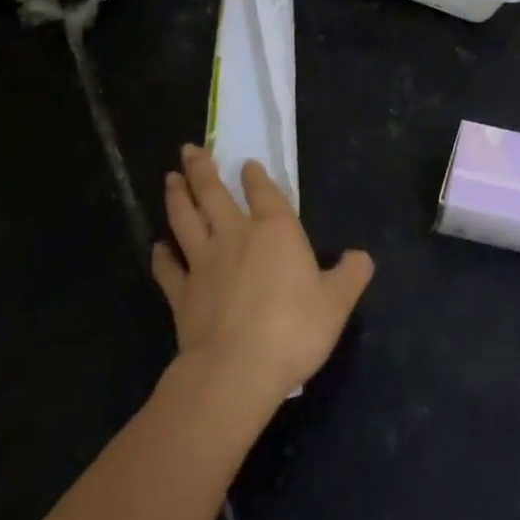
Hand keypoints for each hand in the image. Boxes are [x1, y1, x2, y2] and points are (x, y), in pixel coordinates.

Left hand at [153, 146, 373, 405]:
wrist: (236, 370)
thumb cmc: (293, 329)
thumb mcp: (336, 302)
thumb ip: (350, 275)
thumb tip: (362, 257)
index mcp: (275, 230)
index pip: (263, 192)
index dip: (255, 176)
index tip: (247, 163)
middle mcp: (236, 236)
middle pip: (213, 194)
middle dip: (202, 169)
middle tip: (190, 149)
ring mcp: (204, 263)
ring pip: (185, 220)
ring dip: (177, 197)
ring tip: (170, 178)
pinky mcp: (181, 294)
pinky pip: (168, 269)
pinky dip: (161, 257)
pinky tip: (157, 248)